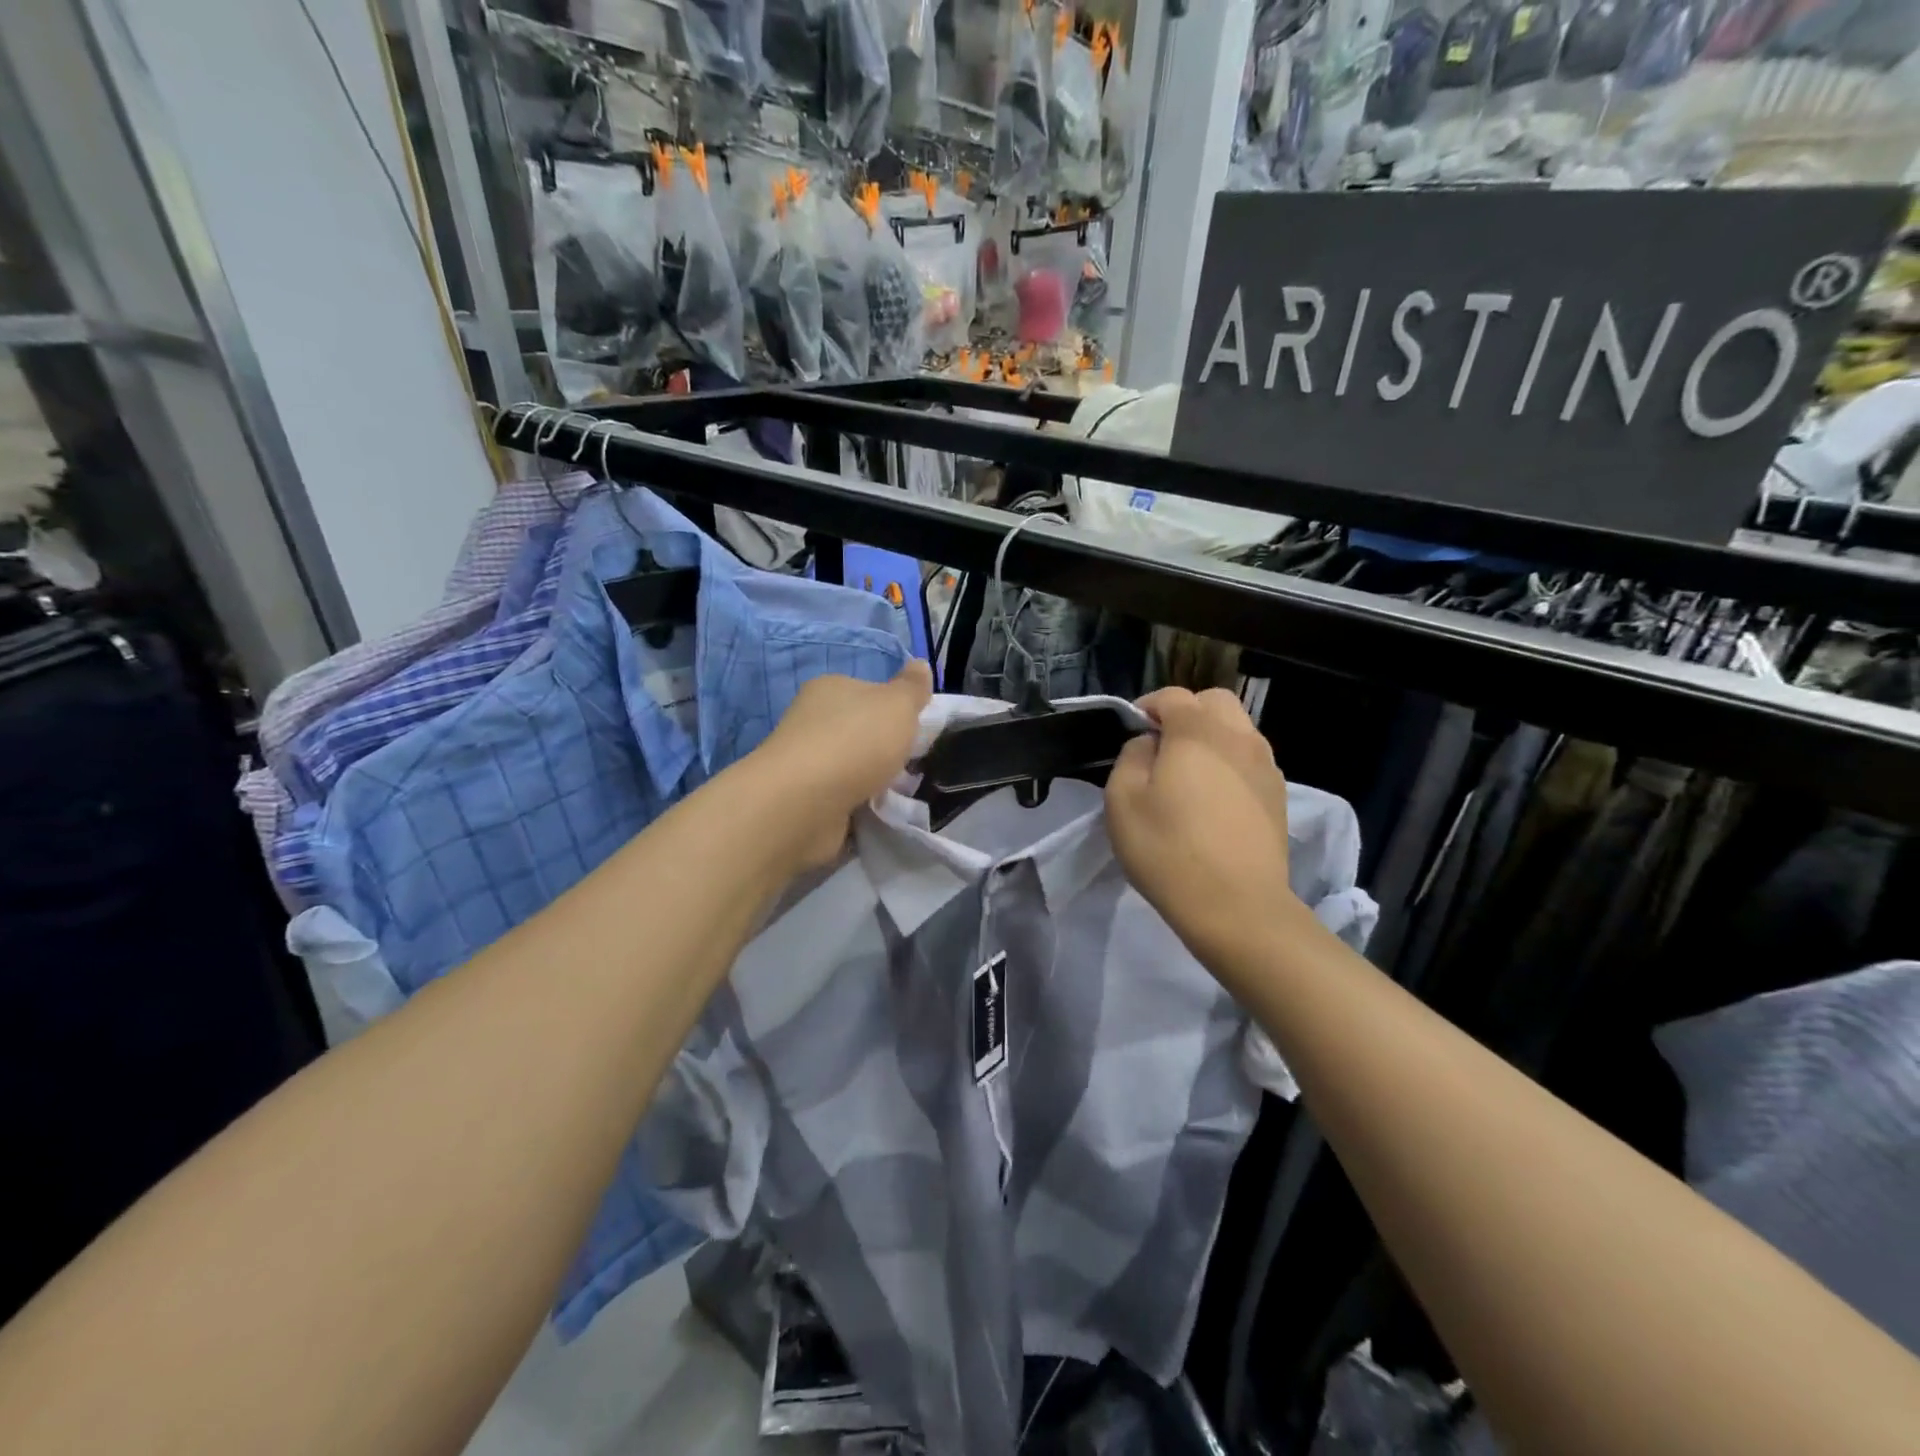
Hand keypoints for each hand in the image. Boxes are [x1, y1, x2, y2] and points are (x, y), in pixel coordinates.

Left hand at [751, 659, 933, 870]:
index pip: (867, 690)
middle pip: (859, 729)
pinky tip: (875, 811)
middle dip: (884, 747)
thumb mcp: (898, 705)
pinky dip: (858, 804)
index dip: (894, 708)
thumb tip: (920, 665)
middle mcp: (812, 720)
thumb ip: (912, 688)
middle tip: (911, 764)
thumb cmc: (855, 742)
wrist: (804, 804)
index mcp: (830, 688)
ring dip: (872, 779)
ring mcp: (805, 762)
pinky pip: (842, 798)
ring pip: (851, 766)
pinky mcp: (804, 799)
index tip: (916, 730)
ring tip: (898, 793)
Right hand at [1106, 688, 1294, 967]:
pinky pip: (1251, 760)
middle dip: (1186, 712)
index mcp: (1197, 732)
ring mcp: (1265, 766)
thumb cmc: (1168, 849)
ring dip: (1212, 736)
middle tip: (1163, 745)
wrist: (1236, 905)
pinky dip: (1231, 762)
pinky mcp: (1278, 795)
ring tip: (1190, 772)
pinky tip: (1215, 797)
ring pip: (1238, 729)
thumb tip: (1149, 743)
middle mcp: (1238, 737)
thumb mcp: (1122, 800)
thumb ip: (1131, 756)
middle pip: (1214, 701)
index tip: (1132, 732)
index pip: (1172, 696)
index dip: (1147, 706)